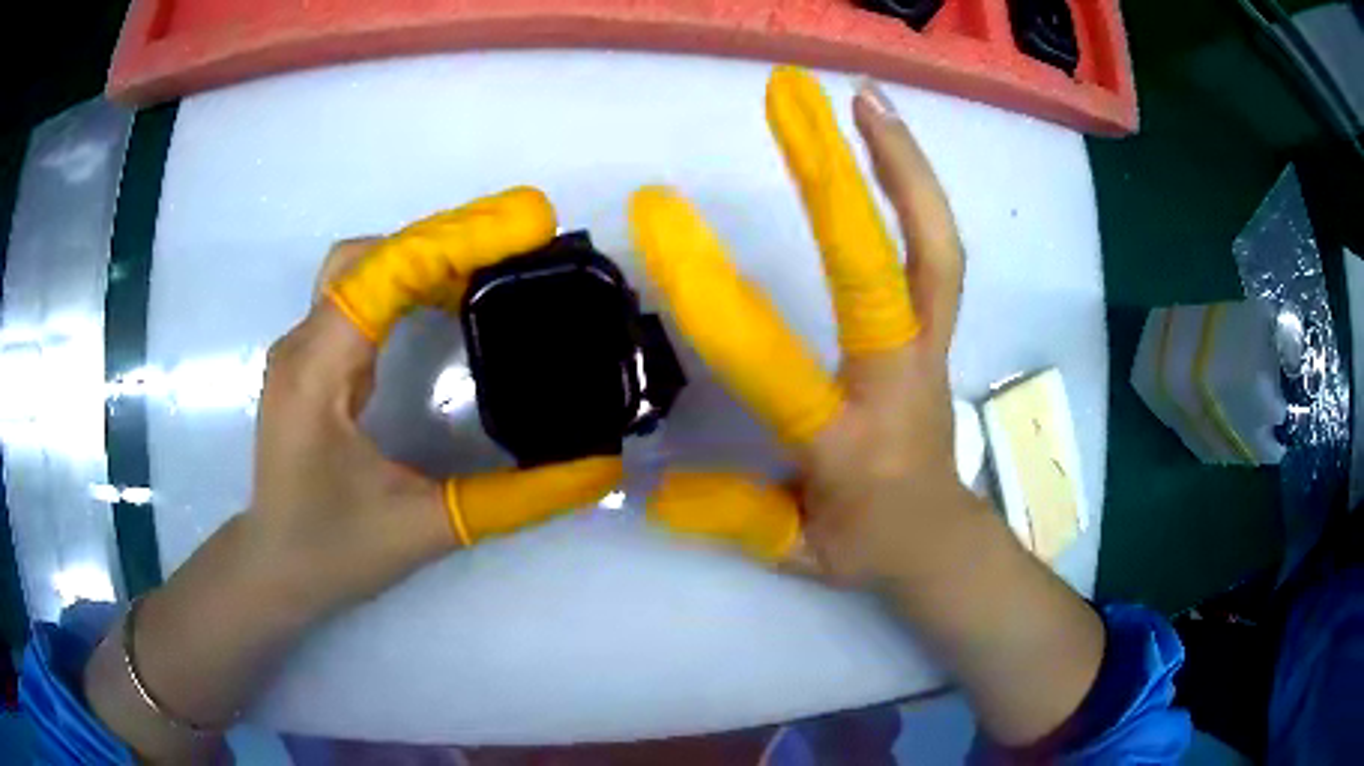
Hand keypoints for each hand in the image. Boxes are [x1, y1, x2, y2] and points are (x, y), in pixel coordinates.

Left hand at [254, 188, 621, 612]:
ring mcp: (302, 349)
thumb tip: (598, 466)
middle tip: (521, 240)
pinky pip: (359, 297)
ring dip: (426, 256)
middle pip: (371, 255)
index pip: (385, 272)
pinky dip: (407, 284)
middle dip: (447, 238)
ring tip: (494, 264)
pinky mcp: (311, 362)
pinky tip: (446, 301)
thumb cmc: (333, 553)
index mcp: (318, 372)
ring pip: (363, 269)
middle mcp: (303, 343)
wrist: (274, 570)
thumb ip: (515, 499)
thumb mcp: (425, 528)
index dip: (457, 239)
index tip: (530, 223)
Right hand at [632, 68, 963, 583]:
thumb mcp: (793, 551)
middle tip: (794, 96)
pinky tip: (888, 144)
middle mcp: (901, 382)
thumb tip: (648, 487)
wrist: (942, 541)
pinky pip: (939, 252)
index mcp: (851, 443)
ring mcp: (931, 348)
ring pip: (935, 248)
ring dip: (902, 164)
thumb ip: (730, 515)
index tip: (657, 211)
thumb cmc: (866, 548)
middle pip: (883, 272)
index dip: (711, 287)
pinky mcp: (940, 330)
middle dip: (835, 178)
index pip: (774, 361)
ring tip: (862, 97)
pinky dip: (919, 191)